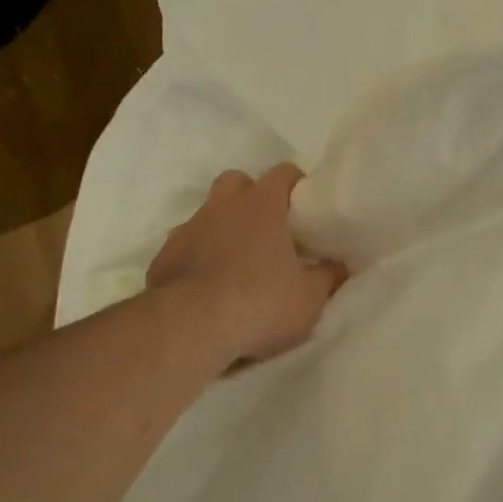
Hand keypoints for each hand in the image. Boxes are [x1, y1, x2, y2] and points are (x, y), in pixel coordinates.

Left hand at [146, 164, 348, 363]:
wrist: (189, 328)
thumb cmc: (260, 303)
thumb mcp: (310, 297)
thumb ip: (328, 276)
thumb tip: (340, 265)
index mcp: (261, 205)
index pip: (283, 173)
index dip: (296, 185)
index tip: (306, 208)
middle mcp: (221, 206)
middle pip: (237, 182)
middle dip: (252, 197)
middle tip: (269, 229)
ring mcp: (187, 229)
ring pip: (207, 214)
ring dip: (223, 228)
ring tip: (238, 262)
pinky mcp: (162, 258)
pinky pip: (185, 246)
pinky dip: (198, 257)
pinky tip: (207, 285)